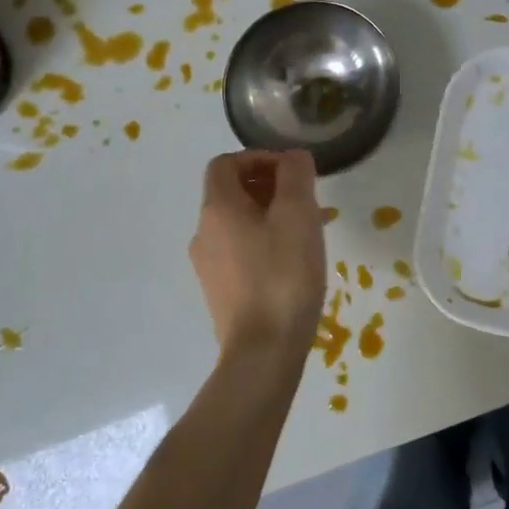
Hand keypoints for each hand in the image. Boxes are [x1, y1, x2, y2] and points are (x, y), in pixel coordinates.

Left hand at [189, 150, 327, 362]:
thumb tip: (292, 157)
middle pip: (230, 193)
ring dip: (268, 216)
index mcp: (217, 208)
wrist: (263, 352)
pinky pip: (239, 252)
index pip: (226, 164)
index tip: (291, 172)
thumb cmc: (282, 275)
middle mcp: (203, 233)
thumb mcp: (298, 215)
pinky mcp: (219, 292)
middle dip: (268, 187)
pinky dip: (262, 243)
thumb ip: (295, 175)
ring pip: (237, 224)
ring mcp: (207, 266)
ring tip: (305, 233)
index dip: (258, 158)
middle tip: (305, 201)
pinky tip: (291, 263)